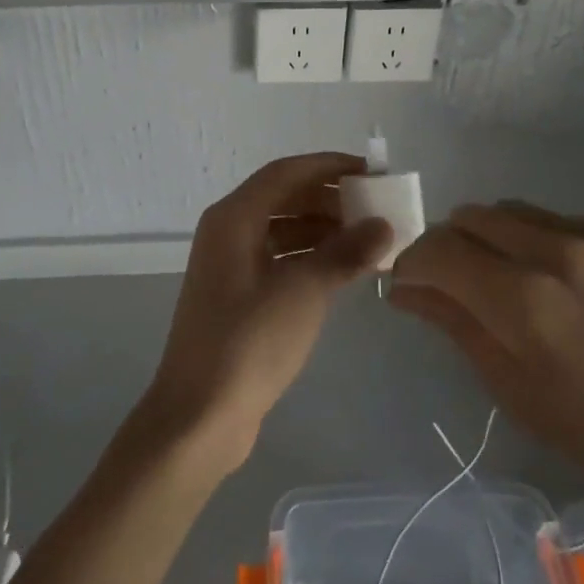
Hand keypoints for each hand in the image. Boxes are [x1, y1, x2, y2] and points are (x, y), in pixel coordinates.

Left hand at [144, 153, 392, 472]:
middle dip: (330, 199)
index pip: (286, 172)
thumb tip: (383, 226)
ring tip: (369, 240)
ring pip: (283, 229)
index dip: (329, 166)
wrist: (199, 416)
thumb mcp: (303, 292)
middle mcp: (228, 231)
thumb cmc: (249, 342)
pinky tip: (344, 271)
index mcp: (234, 217)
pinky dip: (311, 258)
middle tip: (375, 208)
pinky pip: (280, 259)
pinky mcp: (238, 296)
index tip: (370, 172)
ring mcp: (230, 265)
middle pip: (284, 197)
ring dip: (323, 230)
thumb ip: (345, 252)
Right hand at [389, 203, 583, 572]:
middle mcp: (557, 251)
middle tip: (455, 282)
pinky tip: (565, 282)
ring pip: (513, 211)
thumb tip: (403, 288)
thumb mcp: (514, 390)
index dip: (411, 263)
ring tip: (509, 279)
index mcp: (523, 300)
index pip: (437, 250)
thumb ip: (454, 324)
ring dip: (492, 238)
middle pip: (469, 216)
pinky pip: (562, 221)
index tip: (409, 284)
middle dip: (448, 245)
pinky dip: (543, 242)